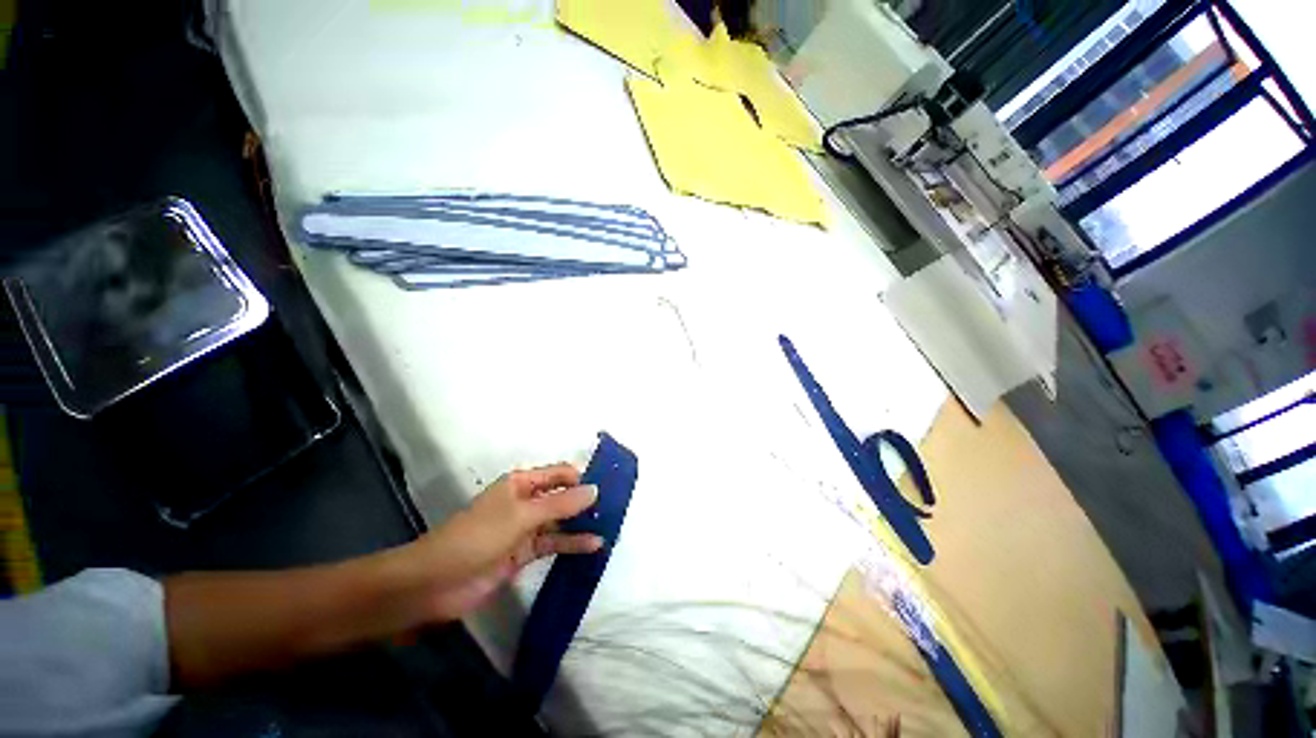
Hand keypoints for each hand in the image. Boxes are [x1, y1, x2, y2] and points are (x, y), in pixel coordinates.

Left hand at [400, 463, 603, 622]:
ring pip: (559, 521)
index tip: (608, 488)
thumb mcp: (522, 516)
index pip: (559, 474)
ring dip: (581, 524)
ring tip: (610, 525)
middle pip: (561, 497)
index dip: (582, 478)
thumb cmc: (478, 537)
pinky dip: (571, 544)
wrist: (435, 584)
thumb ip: (561, 504)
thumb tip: (595, 489)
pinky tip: (594, 546)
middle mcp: (525, 501)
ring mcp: (524, 529)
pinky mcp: (523, 554)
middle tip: (615, 508)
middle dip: (585, 501)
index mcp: (521, 483)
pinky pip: (553, 544)